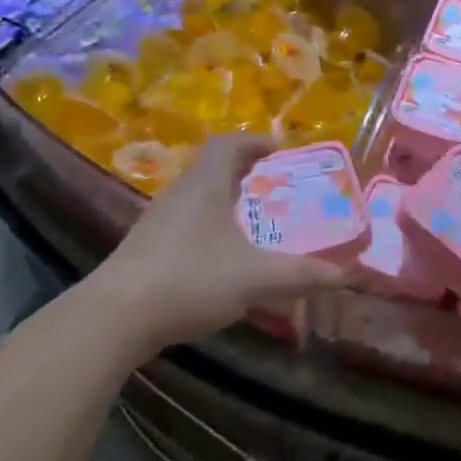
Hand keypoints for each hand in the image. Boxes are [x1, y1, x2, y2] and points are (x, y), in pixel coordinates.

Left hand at [96, 134, 347, 356]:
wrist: (115, 319)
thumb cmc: (190, 279)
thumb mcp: (255, 277)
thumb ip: (302, 274)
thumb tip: (345, 275)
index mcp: (205, 183)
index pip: (229, 143)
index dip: (256, 141)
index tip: (282, 151)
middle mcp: (180, 192)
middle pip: (214, 167)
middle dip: (246, 171)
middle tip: (276, 185)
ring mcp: (159, 220)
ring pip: (198, 195)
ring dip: (227, 199)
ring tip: (255, 218)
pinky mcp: (147, 248)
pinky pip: (186, 221)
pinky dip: (210, 225)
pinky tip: (223, 255)